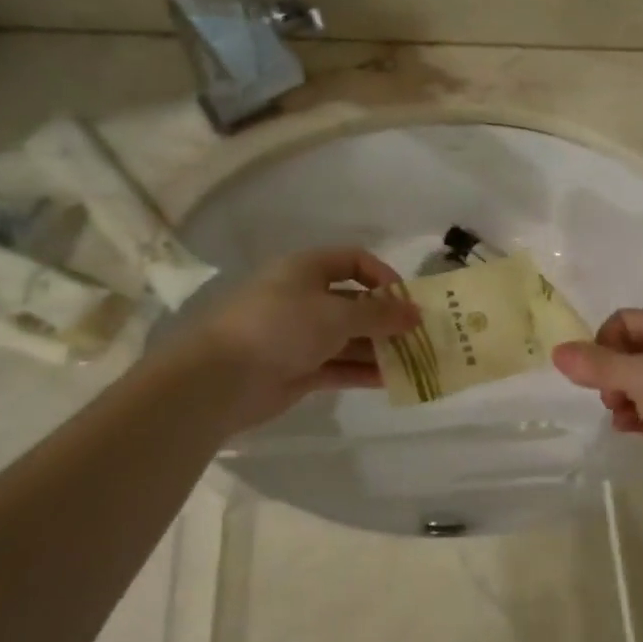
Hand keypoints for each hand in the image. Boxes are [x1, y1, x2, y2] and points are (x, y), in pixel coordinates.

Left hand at [187, 248, 418, 430]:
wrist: (222, 378)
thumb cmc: (281, 327)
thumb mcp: (337, 314)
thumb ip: (380, 314)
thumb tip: (416, 313)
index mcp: (307, 270)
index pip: (355, 261)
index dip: (384, 277)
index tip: (407, 301)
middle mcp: (305, 298)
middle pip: (355, 302)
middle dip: (387, 318)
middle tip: (420, 336)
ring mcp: (301, 336)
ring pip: (349, 337)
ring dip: (379, 347)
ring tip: (413, 361)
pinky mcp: (299, 369)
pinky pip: (339, 366)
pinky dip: (362, 371)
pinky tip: (391, 380)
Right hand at [552, 309, 642, 501]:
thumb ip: (599, 365)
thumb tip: (556, 352)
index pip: (621, 322)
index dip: (603, 341)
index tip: (599, 368)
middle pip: (622, 353)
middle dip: (606, 371)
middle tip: (611, 392)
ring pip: (628, 384)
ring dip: (614, 396)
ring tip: (619, 411)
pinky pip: (639, 411)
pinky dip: (627, 417)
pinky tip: (628, 428)